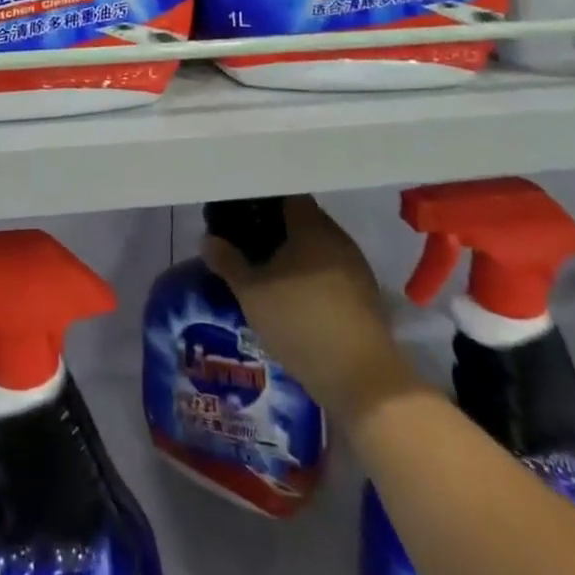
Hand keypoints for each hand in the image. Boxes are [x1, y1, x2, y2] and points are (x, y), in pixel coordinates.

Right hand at [203, 195, 422, 419]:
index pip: (286, 195)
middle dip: (276, 227)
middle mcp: (337, 237)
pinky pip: (332, 270)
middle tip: (248, 241)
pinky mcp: (366, 295)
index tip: (240, 211)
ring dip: (296, 254)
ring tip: (269, 270)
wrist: (363, 380)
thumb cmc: (301, 323)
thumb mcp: (252, 294)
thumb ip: (228, 262)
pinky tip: (296, 295)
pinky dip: (313, 275)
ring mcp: (356, 266)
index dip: (261, 200)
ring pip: (319, 246)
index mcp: (311, 225)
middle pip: (303, 219)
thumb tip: (208, 239)